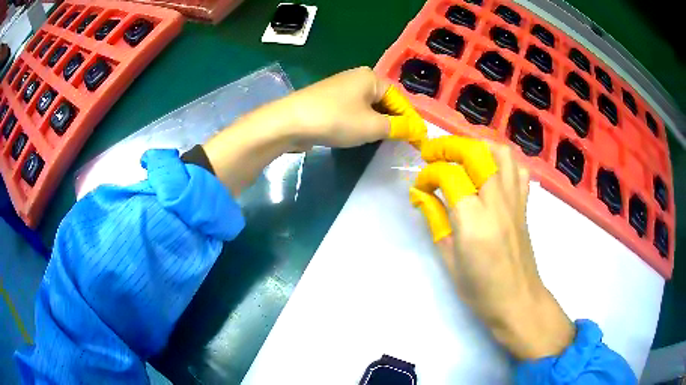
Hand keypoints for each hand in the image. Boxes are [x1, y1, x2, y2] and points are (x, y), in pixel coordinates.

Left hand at [204, 67, 424, 195]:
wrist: (289, 122)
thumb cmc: (336, 120)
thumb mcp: (372, 126)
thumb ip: (397, 128)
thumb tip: (417, 130)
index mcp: (371, 77)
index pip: (399, 99)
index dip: (410, 120)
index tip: (419, 139)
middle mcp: (356, 78)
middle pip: (384, 101)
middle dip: (393, 121)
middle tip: (401, 142)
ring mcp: (339, 89)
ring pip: (368, 107)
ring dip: (376, 124)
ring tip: (383, 141)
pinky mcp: (327, 101)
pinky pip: (352, 111)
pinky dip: (359, 123)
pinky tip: (358, 135)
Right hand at [409, 137, 574, 359]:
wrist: (518, 301)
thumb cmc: (480, 289)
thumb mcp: (449, 260)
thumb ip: (436, 220)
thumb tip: (421, 193)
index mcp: (473, 220)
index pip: (448, 176)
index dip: (428, 174)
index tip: (419, 185)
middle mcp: (497, 202)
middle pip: (476, 153)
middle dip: (449, 146)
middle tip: (433, 154)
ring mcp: (515, 200)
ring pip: (501, 153)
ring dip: (478, 146)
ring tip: (463, 156)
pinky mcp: (524, 204)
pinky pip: (518, 169)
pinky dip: (503, 161)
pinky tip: (491, 172)